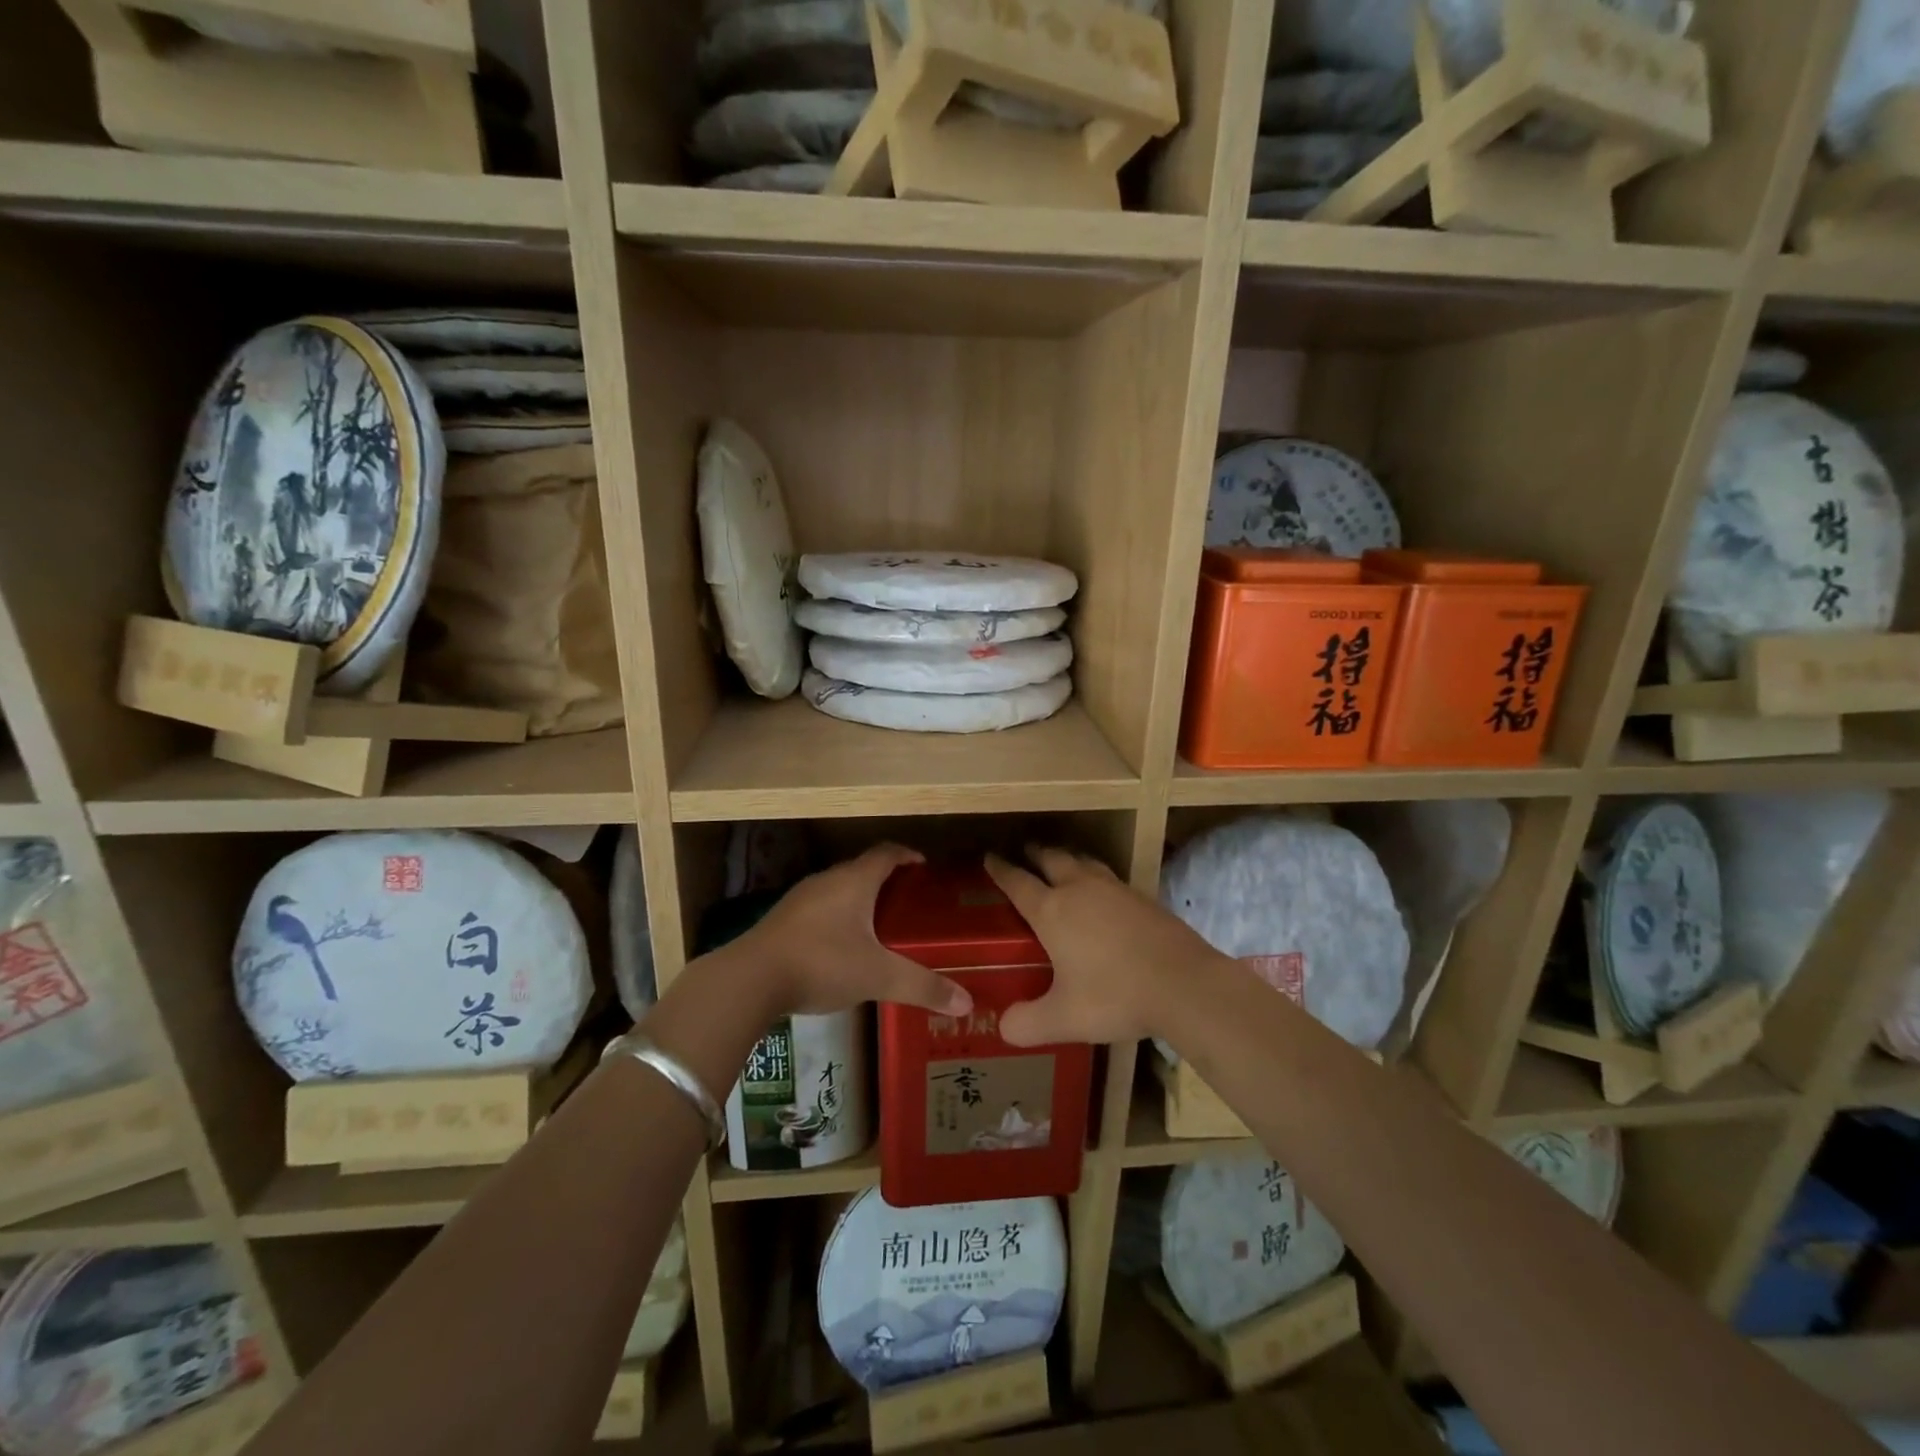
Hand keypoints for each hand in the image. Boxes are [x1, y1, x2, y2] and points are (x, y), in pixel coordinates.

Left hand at [738, 844, 972, 1018]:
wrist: (749, 980)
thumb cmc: (822, 963)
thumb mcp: (878, 976)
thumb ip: (922, 987)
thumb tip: (966, 1003)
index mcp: (854, 881)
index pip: (887, 853)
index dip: (908, 855)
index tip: (924, 867)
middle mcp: (827, 880)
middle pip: (863, 870)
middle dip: (888, 881)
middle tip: (910, 903)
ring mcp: (801, 899)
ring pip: (839, 890)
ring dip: (861, 900)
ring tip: (881, 926)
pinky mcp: (783, 921)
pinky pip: (820, 909)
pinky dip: (838, 919)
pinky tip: (844, 948)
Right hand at [986, 846, 1222, 1046]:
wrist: (1184, 984)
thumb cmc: (1115, 996)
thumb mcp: (1064, 1018)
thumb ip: (1028, 1023)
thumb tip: (1004, 1027)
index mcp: (1053, 911)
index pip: (1018, 882)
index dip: (1001, 870)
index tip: (989, 857)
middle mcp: (1080, 890)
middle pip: (1052, 859)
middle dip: (1034, 853)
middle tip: (1024, 851)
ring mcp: (1115, 890)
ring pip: (1083, 862)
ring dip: (1067, 858)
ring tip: (1061, 862)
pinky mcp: (1143, 898)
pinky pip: (1109, 877)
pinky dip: (1095, 876)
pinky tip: (1102, 893)